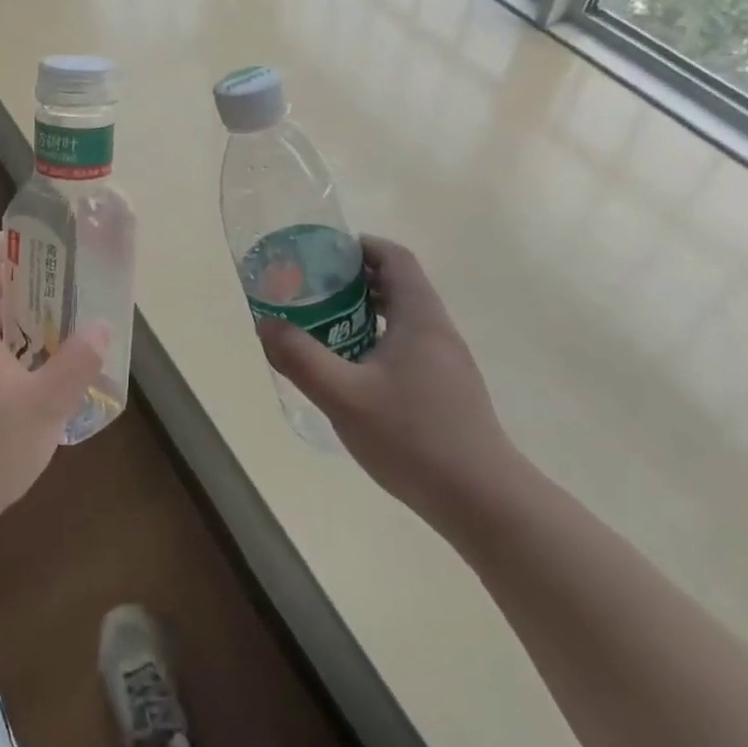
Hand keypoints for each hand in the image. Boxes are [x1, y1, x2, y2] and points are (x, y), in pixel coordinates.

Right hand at [257, 235, 520, 534]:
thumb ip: (301, 358)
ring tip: (325, 328)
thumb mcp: (343, 396)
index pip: (396, 258)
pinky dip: (378, 341)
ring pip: (404, 318)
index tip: (325, 254)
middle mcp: (438, 331)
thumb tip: (265, 324)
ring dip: (365, 313)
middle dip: (355, 280)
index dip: (362, 246)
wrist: (481, 500)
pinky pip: (409, 346)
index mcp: (420, 318)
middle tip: (313, 290)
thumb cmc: (412, 438)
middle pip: (399, 284)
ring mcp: (448, 362)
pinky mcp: (449, 389)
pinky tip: (354, 372)